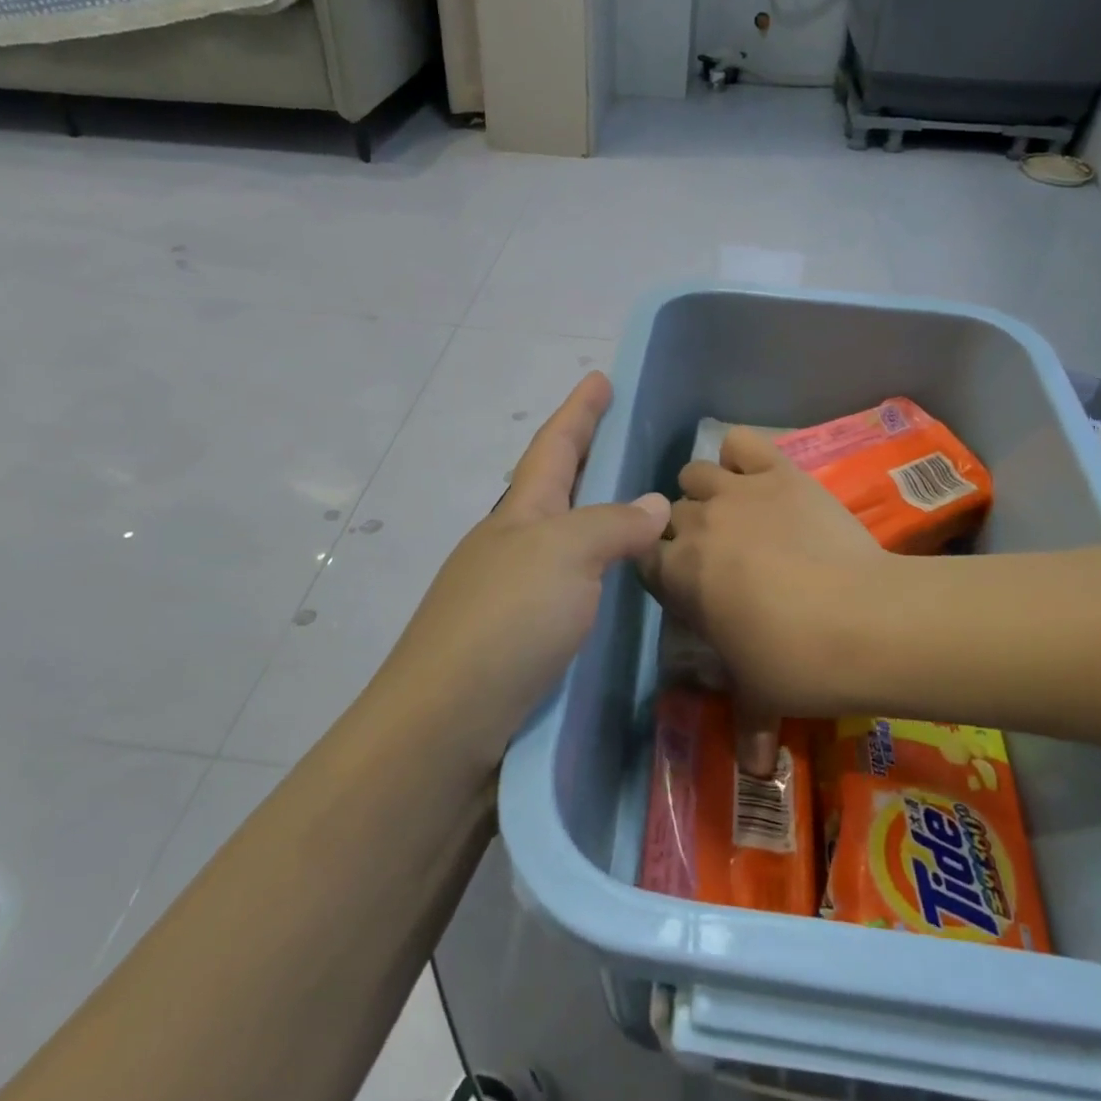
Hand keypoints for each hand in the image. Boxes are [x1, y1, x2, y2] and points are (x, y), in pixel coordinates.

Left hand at [381, 373, 670, 768]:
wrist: (446, 724)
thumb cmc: (506, 621)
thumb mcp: (565, 556)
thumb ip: (613, 524)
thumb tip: (655, 503)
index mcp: (520, 514)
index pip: (554, 446)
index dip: (579, 411)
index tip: (600, 376)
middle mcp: (511, 545)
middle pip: (553, 487)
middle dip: (584, 456)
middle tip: (623, 438)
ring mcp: (512, 592)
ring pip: (562, 539)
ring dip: (594, 516)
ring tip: (635, 508)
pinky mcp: (520, 639)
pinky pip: (569, 585)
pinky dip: (596, 570)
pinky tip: (617, 584)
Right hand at [641, 427, 889, 770]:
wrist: (863, 621)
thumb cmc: (797, 662)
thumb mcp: (762, 697)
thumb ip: (748, 725)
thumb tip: (755, 770)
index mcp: (678, 576)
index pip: (645, 560)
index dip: (662, 571)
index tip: (686, 587)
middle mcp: (695, 526)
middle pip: (671, 516)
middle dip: (686, 534)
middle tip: (720, 558)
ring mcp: (736, 492)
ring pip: (694, 474)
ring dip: (705, 491)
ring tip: (734, 513)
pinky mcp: (777, 471)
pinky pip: (741, 443)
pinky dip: (742, 455)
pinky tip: (756, 475)